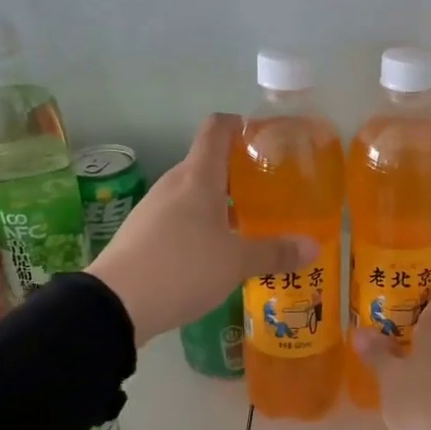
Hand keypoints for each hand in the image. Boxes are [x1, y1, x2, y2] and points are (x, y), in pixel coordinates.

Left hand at [89, 113, 315, 344]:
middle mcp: (174, 185)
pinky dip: (202, 226)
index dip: (240, 125)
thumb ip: (275, 252)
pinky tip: (217, 252)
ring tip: (250, 225)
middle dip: (239, 174)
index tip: (266, 137)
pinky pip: (180, 218)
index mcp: (198, 177)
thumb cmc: (183, 268)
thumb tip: (314, 246)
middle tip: (271, 191)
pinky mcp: (143, 234)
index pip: (217, 129)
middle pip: (208, 164)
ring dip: (222, 204)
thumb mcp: (236, 263)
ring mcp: (154, 209)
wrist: (116, 304)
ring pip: (194, 194)